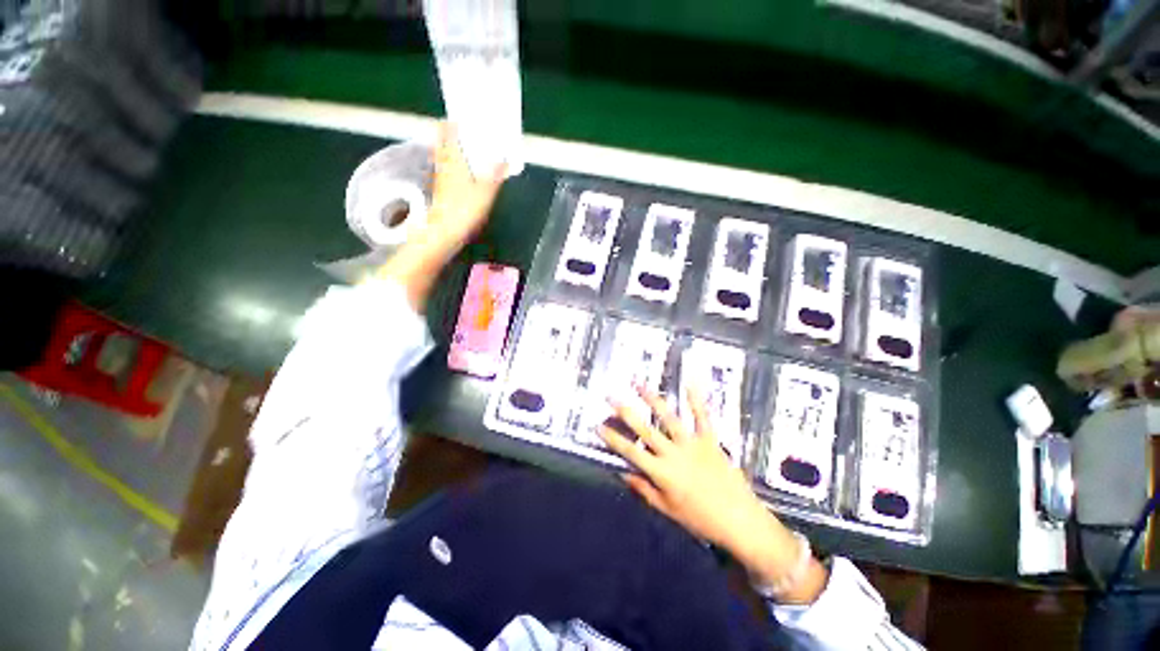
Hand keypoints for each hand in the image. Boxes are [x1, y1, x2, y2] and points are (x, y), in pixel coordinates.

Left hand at [427, 123, 507, 250]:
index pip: (449, 133)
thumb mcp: (485, 192)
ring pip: (442, 155)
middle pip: (442, 142)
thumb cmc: (464, 210)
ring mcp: (440, 178)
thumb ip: (495, 174)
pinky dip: (450, 163)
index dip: (453, 123)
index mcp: (454, 160)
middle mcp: (444, 165)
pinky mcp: (441, 190)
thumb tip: (504, 157)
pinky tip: (457, 169)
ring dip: (447, 147)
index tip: (459, 116)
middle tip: (457, 127)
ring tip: (458, 144)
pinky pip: (444, 169)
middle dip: (448, 132)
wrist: (444, 231)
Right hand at [600, 385, 827, 602]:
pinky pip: (703, 417)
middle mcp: (674, 453)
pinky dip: (697, 399)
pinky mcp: (711, 440)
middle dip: (625, 412)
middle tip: (611, 397)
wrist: (740, 522)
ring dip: (653, 399)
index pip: (631, 452)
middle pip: (645, 429)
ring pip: (669, 418)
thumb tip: (623, 473)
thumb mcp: (668, 510)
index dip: (613, 438)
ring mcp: (693, 444)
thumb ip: (644, 490)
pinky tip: (690, 383)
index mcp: (662, 473)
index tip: (598, 425)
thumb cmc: (701, 520)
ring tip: (639, 384)